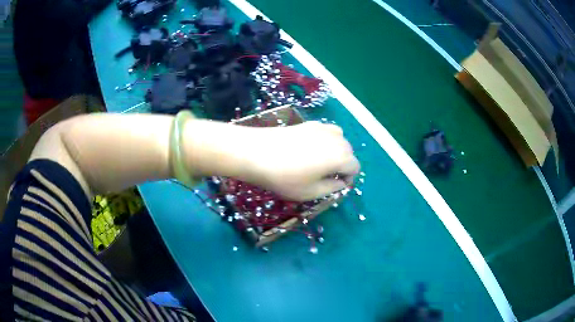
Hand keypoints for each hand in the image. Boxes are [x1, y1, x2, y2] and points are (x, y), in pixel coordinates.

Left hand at [242, 121, 359, 200]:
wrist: (256, 152)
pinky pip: (325, 132)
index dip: (346, 179)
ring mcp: (321, 127)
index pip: (355, 168)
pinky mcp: (308, 123)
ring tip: (317, 162)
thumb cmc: (285, 177)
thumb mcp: (311, 192)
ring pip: (338, 140)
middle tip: (322, 176)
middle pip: (348, 152)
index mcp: (341, 156)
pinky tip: (306, 150)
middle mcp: (336, 138)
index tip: (331, 185)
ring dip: (334, 151)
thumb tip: (341, 183)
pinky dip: (323, 141)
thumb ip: (332, 188)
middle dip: (341, 165)